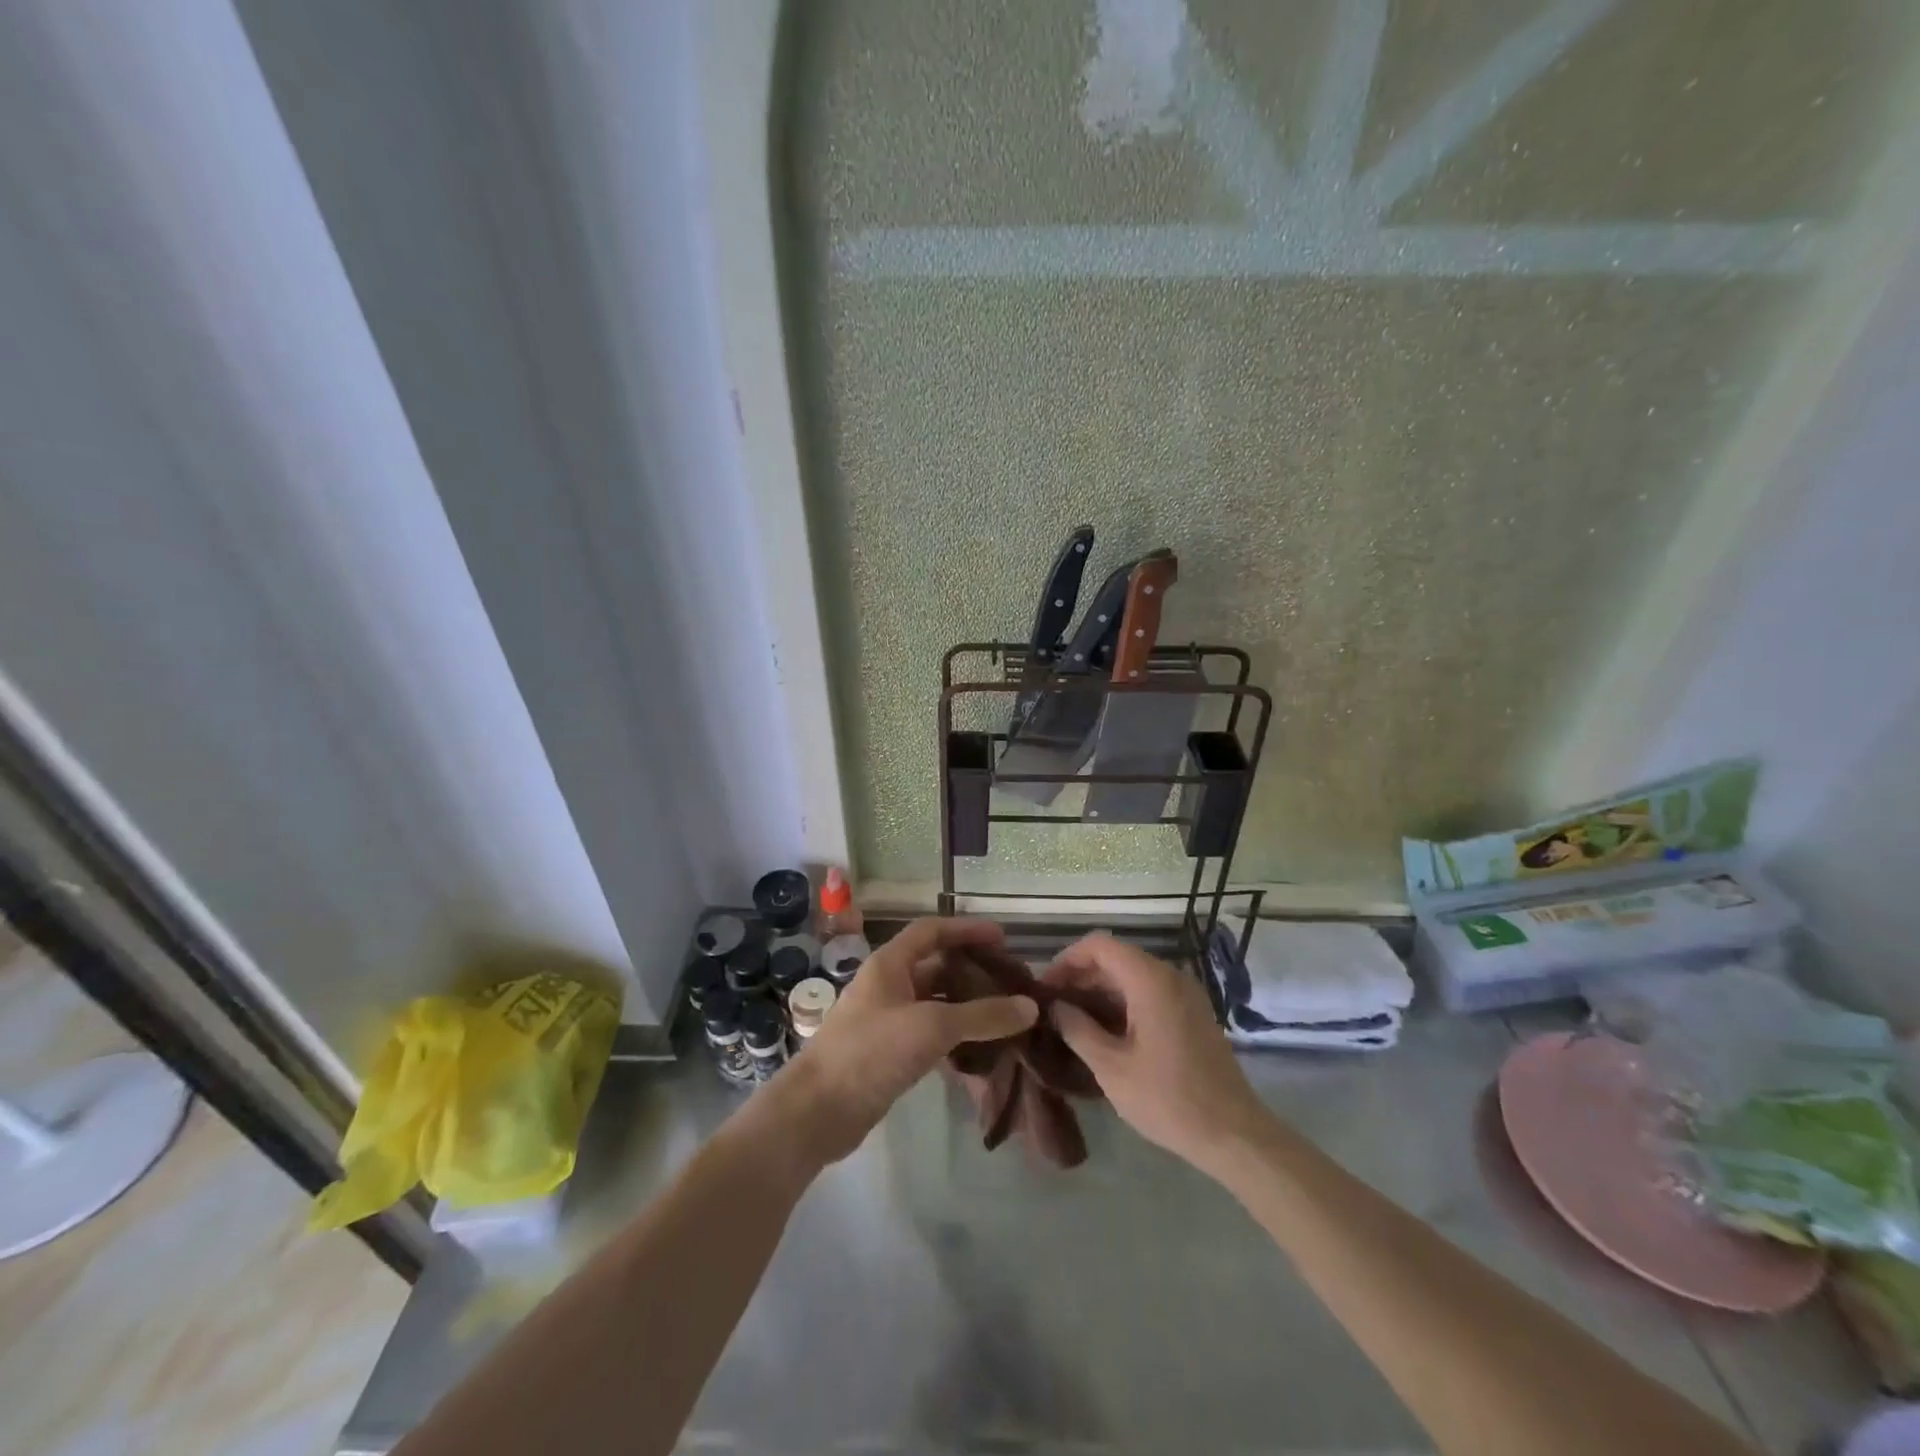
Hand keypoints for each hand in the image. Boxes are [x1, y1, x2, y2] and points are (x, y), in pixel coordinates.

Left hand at [768, 917, 1036, 1166]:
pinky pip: (930, 1034)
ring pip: (936, 1003)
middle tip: (1012, 984)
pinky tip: (983, 1050)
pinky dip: (956, 1037)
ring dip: (968, 1007)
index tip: (1003, 940)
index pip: (932, 931)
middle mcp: (888, 985)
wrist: (817, 1112)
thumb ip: (982, 1015)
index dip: (967, 930)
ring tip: (1007, 1016)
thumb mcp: (931, 1027)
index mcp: (890, 964)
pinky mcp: (890, 1053)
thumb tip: (1030, 1007)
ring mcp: (888, 1020)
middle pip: (936, 967)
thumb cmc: (870, 1052)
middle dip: (973, 972)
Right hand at [1044, 932, 1267, 1170]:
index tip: (1046, 988)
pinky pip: (1149, 993)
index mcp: (1150, 980)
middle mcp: (1170, 976)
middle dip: (1081, 977)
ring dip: (1100, 992)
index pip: (1099, 945)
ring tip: (1072, 1022)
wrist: (1234, 1135)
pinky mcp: (1192, 1014)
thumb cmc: (1168, 1099)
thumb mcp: (1111, 1067)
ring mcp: (1185, 994)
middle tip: (1053, 1008)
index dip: (1067, 960)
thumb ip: (1077, 1029)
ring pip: (1132, 976)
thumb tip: (1056, 1007)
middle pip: (1116, 958)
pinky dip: (1122, 1003)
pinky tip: (1104, 1033)